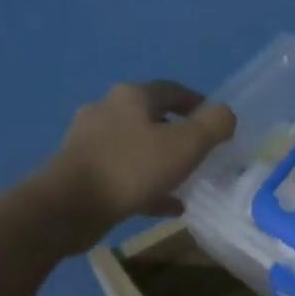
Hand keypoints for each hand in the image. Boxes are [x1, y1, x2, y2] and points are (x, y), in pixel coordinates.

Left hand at [32, 81, 235, 249]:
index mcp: (132, 97)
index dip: (198, 103)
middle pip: (151, 117)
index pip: (172, 90)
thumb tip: (226, 114)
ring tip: (185, 181)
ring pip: (137, 147)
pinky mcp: (81, 171)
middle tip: (202, 152)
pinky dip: (147, 185)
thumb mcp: (187, 144)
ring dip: (162, 161)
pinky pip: (124, 174)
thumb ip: (214, 125)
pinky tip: (167, 205)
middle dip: (178, 133)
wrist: (68, 206)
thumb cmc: (131, 168)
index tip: (216, 122)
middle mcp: (107, 111)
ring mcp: (90, 141)